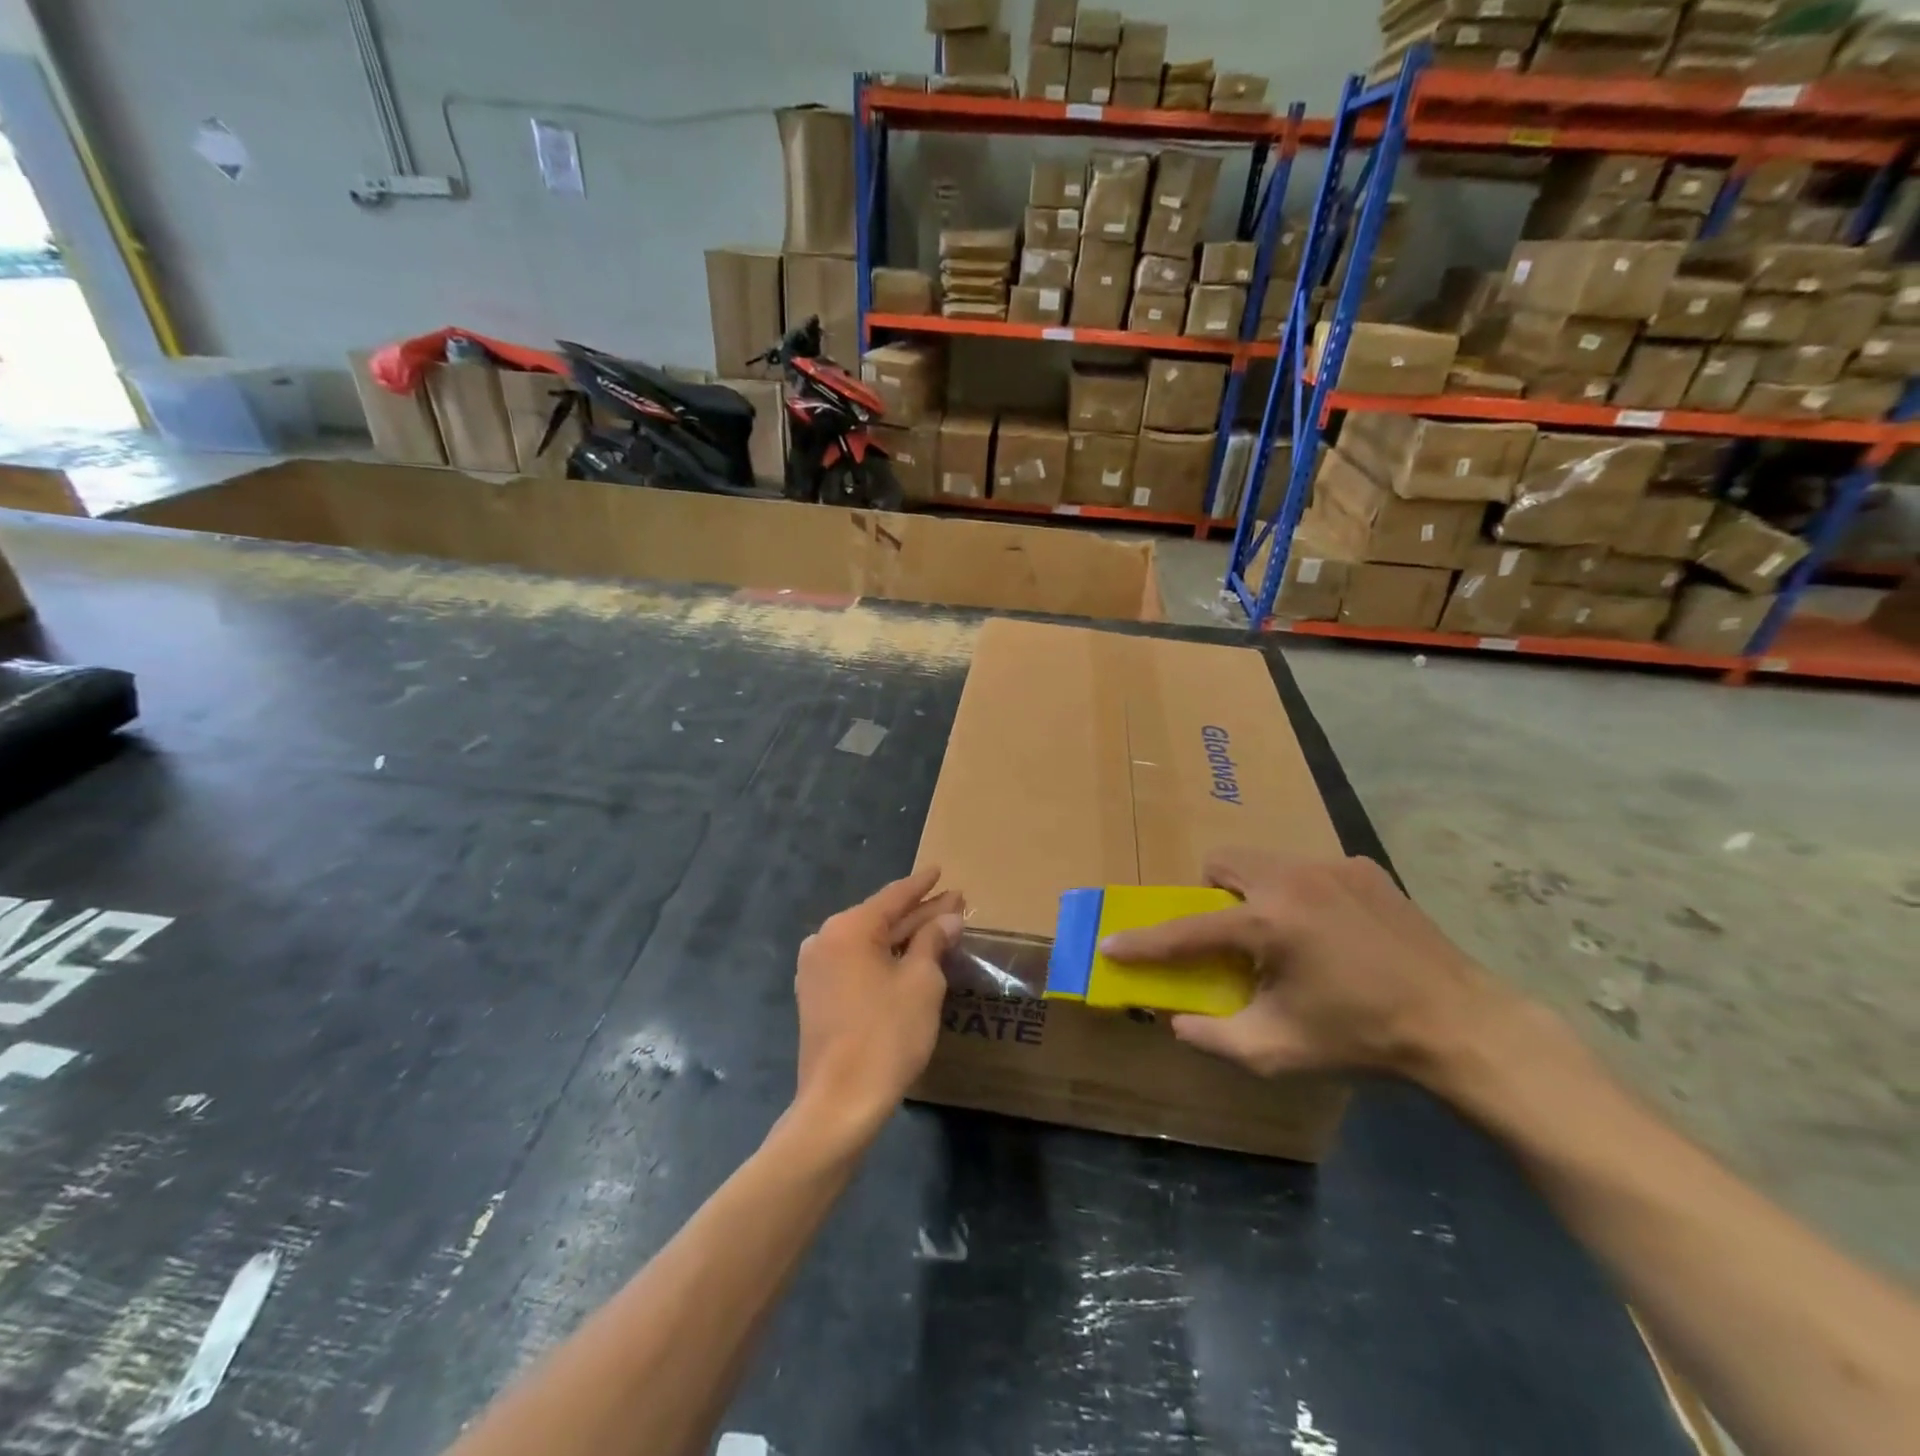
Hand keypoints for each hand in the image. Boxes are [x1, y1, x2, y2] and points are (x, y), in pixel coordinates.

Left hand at [792, 868, 963, 1138]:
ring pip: (870, 942)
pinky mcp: (817, 995)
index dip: (922, 885)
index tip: (940, 870)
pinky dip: (885, 958)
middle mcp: (825, 940)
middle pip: (881, 918)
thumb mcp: (921, 982)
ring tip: (939, 927)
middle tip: (954, 902)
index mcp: (849, 928)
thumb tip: (949, 919)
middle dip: (919, 912)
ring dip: (904, 936)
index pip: (893, 897)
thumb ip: (933, 941)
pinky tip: (910, 958)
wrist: (840, 1101)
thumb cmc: (887, 1034)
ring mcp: (816, 969)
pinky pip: (857, 962)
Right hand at [1099, 849, 1508, 1083]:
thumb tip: (1177, 1021)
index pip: (1187, 930)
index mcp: (1268, 923)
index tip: (1112, 944)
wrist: (1462, 1025)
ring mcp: (1333, 866)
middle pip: (1223, 862)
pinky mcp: (1365, 869)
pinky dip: (1302, 894)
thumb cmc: (1362, 1039)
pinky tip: (1333, 933)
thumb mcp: (1278, 1051)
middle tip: (1229, 935)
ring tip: (1286, 935)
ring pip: (1266, 860)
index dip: (1145, 942)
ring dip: (1255, 891)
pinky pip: (1310, 869)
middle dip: (1211, 894)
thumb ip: (1214, 1036)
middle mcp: (1293, 879)